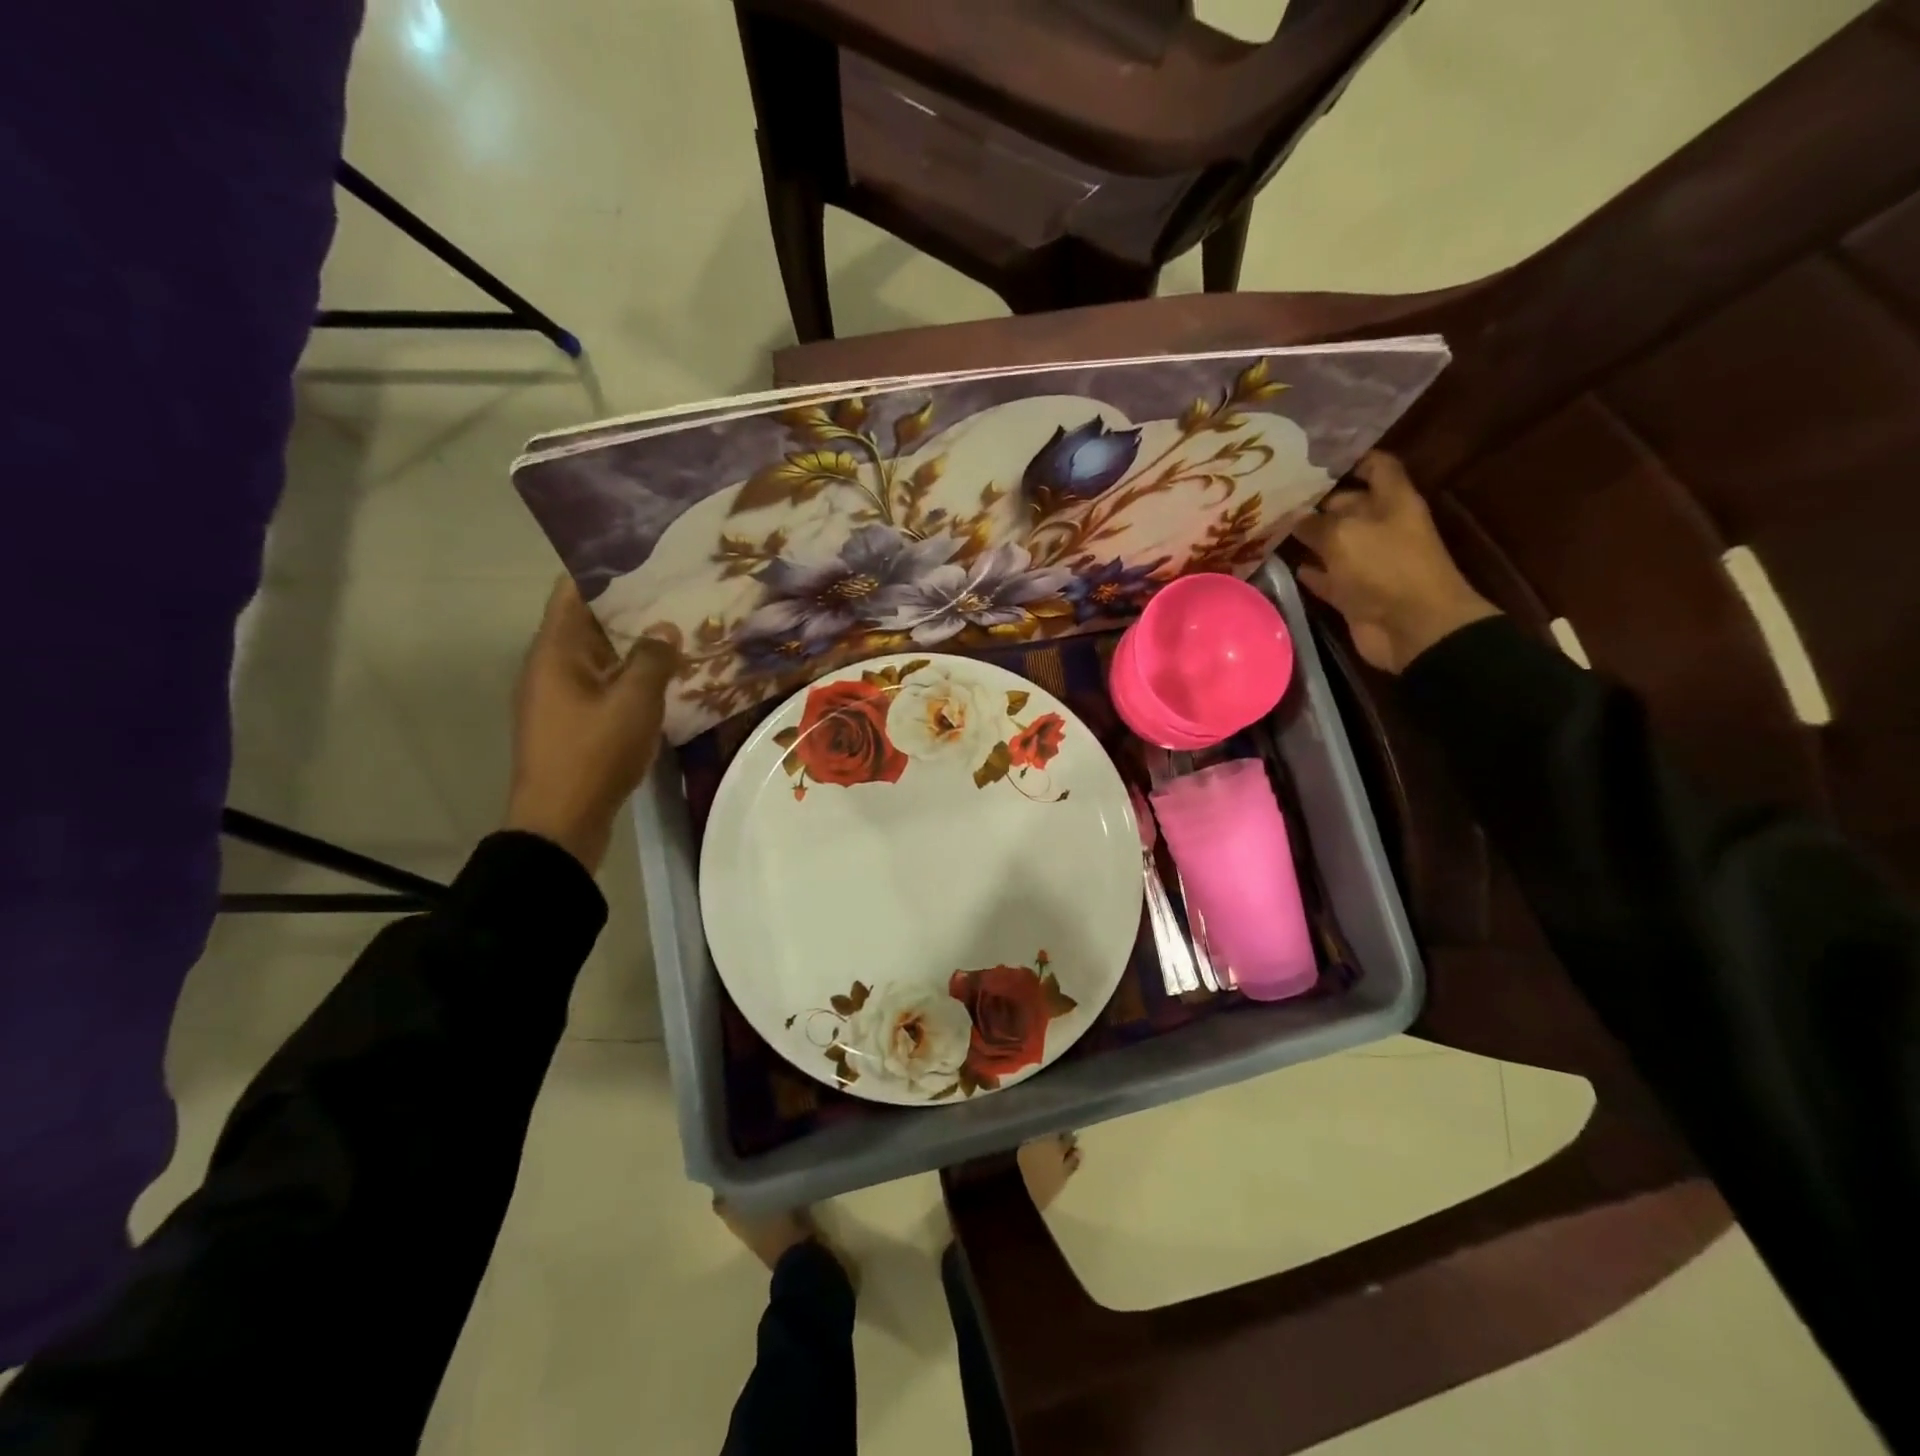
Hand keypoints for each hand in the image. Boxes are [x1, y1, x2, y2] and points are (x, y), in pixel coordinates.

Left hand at [505, 578, 675, 871]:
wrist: (560, 822)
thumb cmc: (594, 752)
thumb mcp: (634, 701)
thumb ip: (653, 658)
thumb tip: (665, 629)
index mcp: (556, 650)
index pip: (574, 590)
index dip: (608, 570)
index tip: (649, 560)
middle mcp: (550, 665)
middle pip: (589, 622)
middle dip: (632, 609)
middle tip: (678, 597)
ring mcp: (558, 696)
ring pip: (599, 657)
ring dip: (634, 647)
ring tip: (680, 635)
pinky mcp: (570, 723)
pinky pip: (602, 686)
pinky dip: (629, 677)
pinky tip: (665, 681)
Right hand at [1293, 451, 1499, 673]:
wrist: (1412, 628)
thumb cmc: (1385, 568)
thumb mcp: (1344, 535)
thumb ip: (1315, 523)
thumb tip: (1294, 518)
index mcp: (1392, 501)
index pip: (1376, 466)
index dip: (1349, 459)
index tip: (1311, 460)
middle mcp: (1382, 526)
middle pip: (1349, 505)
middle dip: (1316, 501)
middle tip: (1275, 497)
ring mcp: (1369, 561)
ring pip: (1335, 542)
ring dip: (1308, 538)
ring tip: (1270, 528)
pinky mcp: (1356, 592)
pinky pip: (1330, 577)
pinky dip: (1312, 572)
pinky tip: (1288, 566)